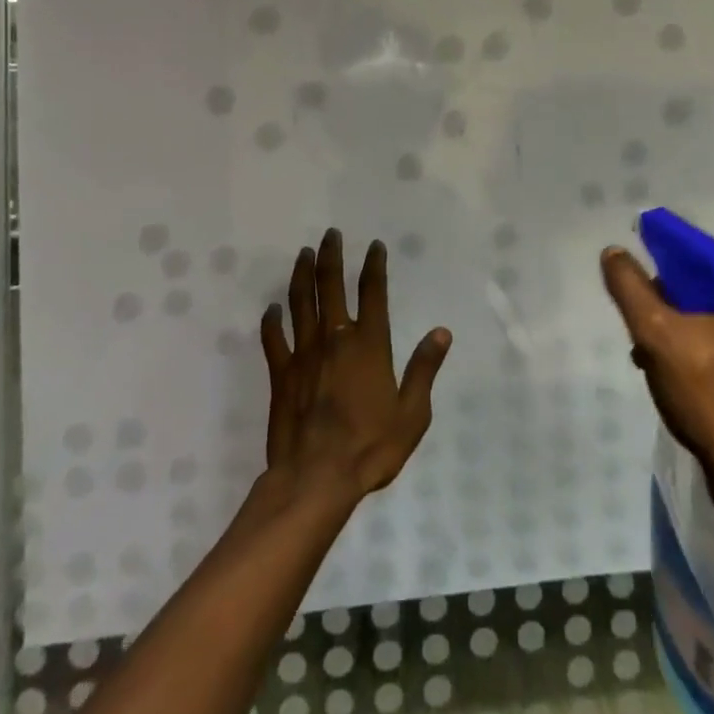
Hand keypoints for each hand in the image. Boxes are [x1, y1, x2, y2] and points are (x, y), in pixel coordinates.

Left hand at [260, 230, 452, 503]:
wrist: (316, 479)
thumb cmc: (370, 448)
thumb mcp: (412, 413)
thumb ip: (424, 369)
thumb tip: (441, 332)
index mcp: (369, 345)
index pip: (373, 292)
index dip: (374, 266)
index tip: (374, 246)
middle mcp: (335, 339)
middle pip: (331, 286)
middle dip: (331, 256)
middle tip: (330, 234)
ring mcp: (304, 354)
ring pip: (300, 303)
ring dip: (302, 275)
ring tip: (303, 254)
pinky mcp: (281, 374)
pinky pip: (273, 339)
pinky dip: (271, 321)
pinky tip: (271, 309)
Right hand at [600, 245, 713, 488]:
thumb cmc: (710, 398)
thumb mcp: (657, 334)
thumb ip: (632, 288)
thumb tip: (614, 252)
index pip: (712, 267)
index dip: (671, 278)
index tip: (648, 303)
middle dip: (680, 315)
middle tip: (649, 340)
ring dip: (695, 341)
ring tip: (662, 367)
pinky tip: (693, 389)